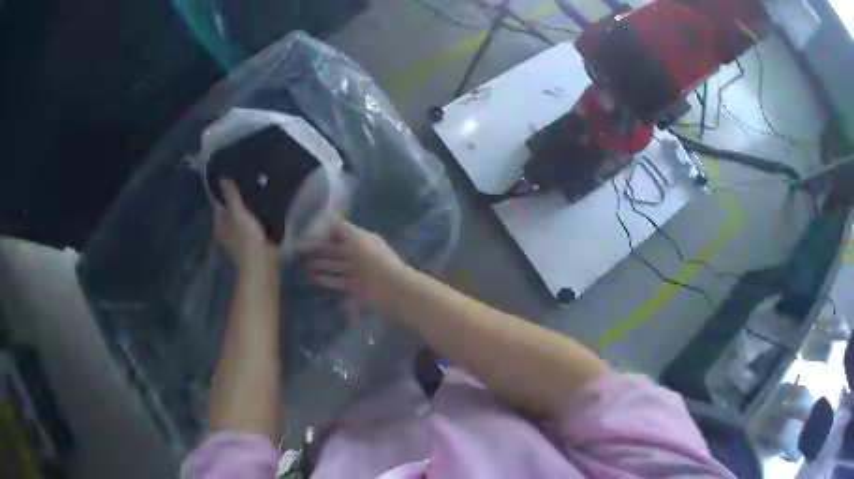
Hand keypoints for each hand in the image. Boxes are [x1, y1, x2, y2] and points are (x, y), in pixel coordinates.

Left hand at [215, 179, 279, 270]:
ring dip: (247, 211)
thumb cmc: (247, 238)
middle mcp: (226, 232)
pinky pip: (252, 228)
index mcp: (219, 224)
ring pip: (241, 221)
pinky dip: (256, 221)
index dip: (224, 193)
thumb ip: (232, 196)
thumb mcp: (238, 213)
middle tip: (249, 184)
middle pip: (230, 213)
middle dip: (237, 201)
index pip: (218, 204)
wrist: (262, 265)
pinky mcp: (253, 246)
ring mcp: (239, 241)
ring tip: (259, 195)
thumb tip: (222, 178)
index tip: (233, 179)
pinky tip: (265, 212)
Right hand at [302, 217, 409, 310]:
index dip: (324, 236)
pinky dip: (332, 288)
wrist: (392, 288)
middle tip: (299, 255)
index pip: (341, 236)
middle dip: (319, 254)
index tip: (306, 236)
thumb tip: (328, 215)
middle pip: (337, 255)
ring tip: (305, 271)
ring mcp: (361, 276)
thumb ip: (341, 227)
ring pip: (338, 272)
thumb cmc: (373, 259)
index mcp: (362, 241)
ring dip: (322, 271)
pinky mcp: (360, 292)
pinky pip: (343, 289)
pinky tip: (318, 288)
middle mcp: (361, 257)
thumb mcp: (356, 238)